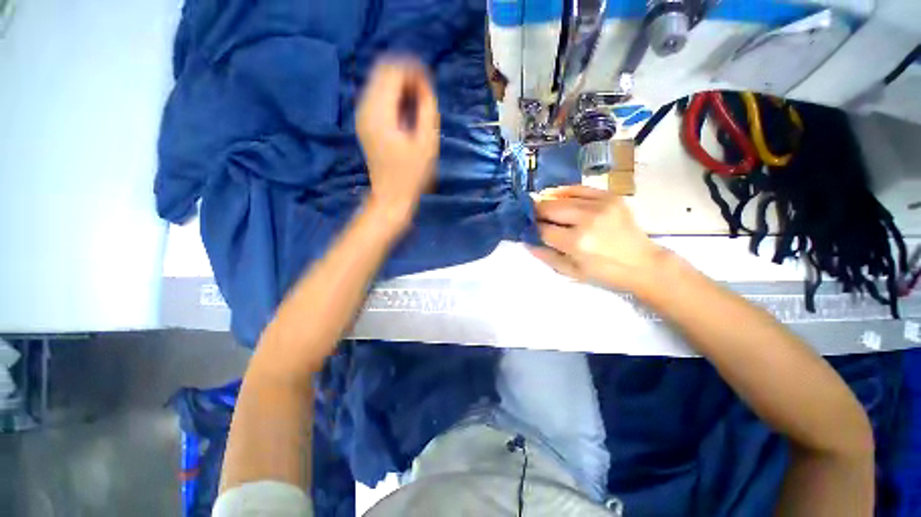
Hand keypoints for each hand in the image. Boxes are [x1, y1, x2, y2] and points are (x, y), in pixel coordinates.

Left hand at [357, 57, 439, 226]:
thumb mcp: (427, 142)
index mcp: (379, 113)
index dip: (413, 71)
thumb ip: (427, 108)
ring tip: (418, 102)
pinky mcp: (365, 123)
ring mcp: (362, 115)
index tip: (430, 85)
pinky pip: (377, 96)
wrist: (392, 197)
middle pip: (382, 71)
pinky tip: (406, 111)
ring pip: (379, 82)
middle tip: (425, 93)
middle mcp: (365, 108)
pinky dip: (393, 96)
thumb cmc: (412, 175)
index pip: (392, 71)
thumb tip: (423, 84)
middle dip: (406, 75)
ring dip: (400, 85)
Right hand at [529, 185, 669, 291]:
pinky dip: (564, 191)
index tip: (525, 228)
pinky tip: (556, 195)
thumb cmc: (605, 273)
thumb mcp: (572, 272)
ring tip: (541, 206)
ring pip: (561, 197)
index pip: (543, 229)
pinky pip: (579, 188)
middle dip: (536, 212)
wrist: (643, 264)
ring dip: (547, 201)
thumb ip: (546, 256)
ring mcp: (600, 205)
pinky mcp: (611, 197)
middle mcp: (587, 220)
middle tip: (531, 216)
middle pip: (549, 208)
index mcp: (576, 243)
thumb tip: (526, 241)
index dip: (531, 228)